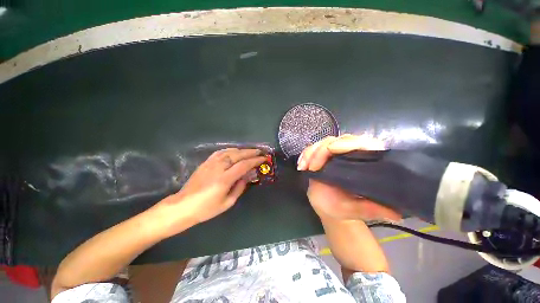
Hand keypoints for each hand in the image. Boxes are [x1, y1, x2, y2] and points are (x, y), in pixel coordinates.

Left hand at [156, 148, 265, 232]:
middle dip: (250, 152)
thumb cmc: (206, 208)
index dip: (255, 160)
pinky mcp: (205, 162)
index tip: (263, 158)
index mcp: (224, 179)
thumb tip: (246, 177)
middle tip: (260, 151)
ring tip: (249, 150)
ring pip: (229, 151)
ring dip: (241, 149)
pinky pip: (220, 152)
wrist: (183, 206)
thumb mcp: (227, 203)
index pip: (244, 165)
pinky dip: (230, 150)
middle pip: (237, 155)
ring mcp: (211, 163)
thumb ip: (239, 188)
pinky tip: (234, 151)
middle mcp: (218, 168)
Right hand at [298, 134, 400, 220]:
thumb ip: (371, 210)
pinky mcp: (322, 156)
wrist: (327, 206)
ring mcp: (335, 154)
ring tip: (303, 167)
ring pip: (323, 142)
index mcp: (364, 163)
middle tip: (312, 166)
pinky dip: (305, 155)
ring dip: (311, 152)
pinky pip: (312, 149)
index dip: (348, 143)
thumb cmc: (342, 208)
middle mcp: (350, 154)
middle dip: (322, 150)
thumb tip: (396, 213)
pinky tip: (301, 166)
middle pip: (339, 140)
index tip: (331, 150)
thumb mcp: (356, 210)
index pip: (362, 144)